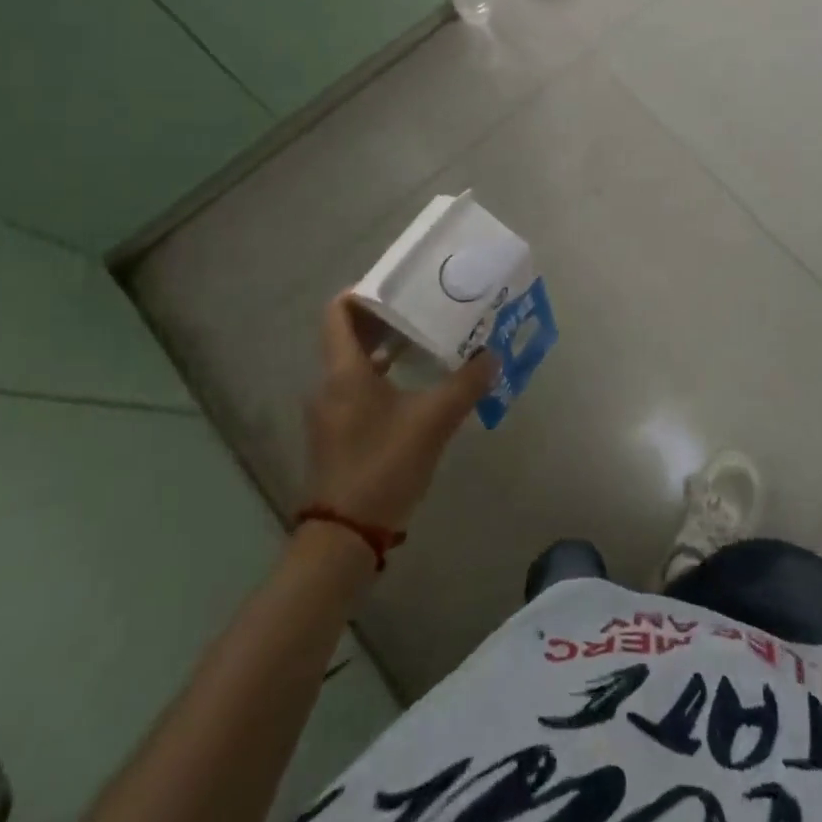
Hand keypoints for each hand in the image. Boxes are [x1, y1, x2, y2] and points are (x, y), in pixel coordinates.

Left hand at [303, 293, 496, 531]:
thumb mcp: (433, 421)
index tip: (399, 284)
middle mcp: (330, 384)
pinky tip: (414, 388)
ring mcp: (330, 412)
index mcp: (344, 371)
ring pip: (354, 364)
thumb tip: (492, 355)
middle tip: (423, 308)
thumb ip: (465, 384)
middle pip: (349, 335)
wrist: (344, 538)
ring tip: (425, 342)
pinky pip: (356, 389)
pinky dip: (382, 377)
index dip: (364, 291)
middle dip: (385, 318)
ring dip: (385, 349)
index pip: (339, 311)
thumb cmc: (383, 466)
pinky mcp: (337, 434)